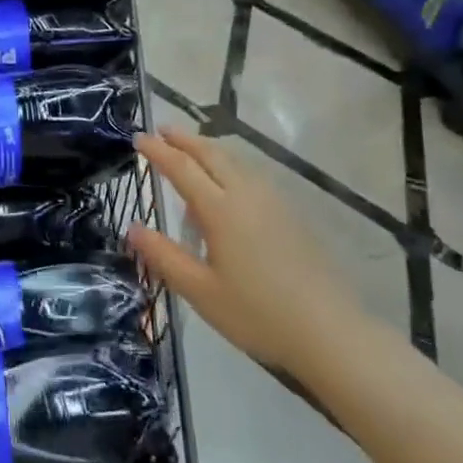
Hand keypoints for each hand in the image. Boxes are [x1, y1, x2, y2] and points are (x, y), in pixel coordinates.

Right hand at [129, 128, 368, 379]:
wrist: (330, 332)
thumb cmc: (258, 314)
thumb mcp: (200, 291)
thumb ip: (164, 256)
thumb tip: (132, 228)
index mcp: (220, 210)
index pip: (182, 168)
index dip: (158, 151)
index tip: (139, 137)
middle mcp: (247, 194)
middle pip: (211, 154)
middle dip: (184, 139)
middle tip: (162, 130)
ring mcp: (273, 201)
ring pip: (235, 161)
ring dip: (208, 149)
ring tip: (190, 151)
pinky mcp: (291, 214)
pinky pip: (251, 175)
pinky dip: (230, 166)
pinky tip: (228, 185)